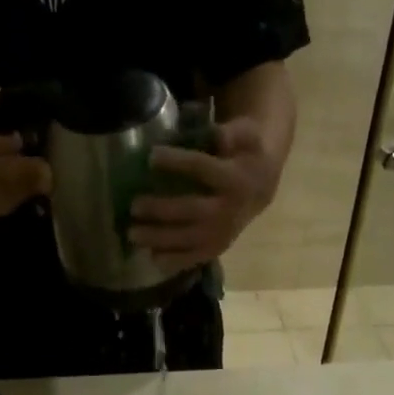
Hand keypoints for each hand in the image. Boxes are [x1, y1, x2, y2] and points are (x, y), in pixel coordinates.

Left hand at [129, 118, 280, 273]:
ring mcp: (221, 234)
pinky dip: (173, 261)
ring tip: (132, 234)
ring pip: (188, 239)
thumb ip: (234, 133)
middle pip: (190, 210)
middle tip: (133, 206)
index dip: (177, 162)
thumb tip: (217, 135)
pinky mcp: (216, 249)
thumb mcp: (248, 135)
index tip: (150, 156)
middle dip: (161, 210)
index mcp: (234, 180)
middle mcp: (227, 211)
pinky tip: (152, 258)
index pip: (202, 169)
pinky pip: (193, 259)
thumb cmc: (246, 156)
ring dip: (159, 239)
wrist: (261, 190)